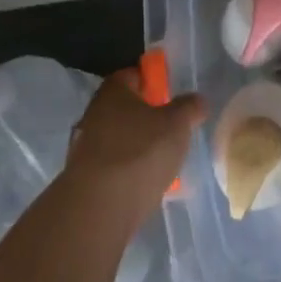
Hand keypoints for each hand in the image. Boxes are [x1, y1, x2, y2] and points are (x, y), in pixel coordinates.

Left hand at [62, 69, 206, 227]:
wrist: (100, 207)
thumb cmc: (141, 152)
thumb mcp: (177, 124)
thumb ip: (189, 108)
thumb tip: (196, 100)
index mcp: (113, 92)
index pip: (132, 74)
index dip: (153, 81)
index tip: (171, 95)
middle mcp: (93, 113)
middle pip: (124, 108)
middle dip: (147, 116)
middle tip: (172, 129)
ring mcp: (84, 146)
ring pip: (118, 137)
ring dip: (138, 145)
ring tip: (163, 161)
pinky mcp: (84, 177)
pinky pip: (113, 165)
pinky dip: (128, 170)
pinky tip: (147, 183)